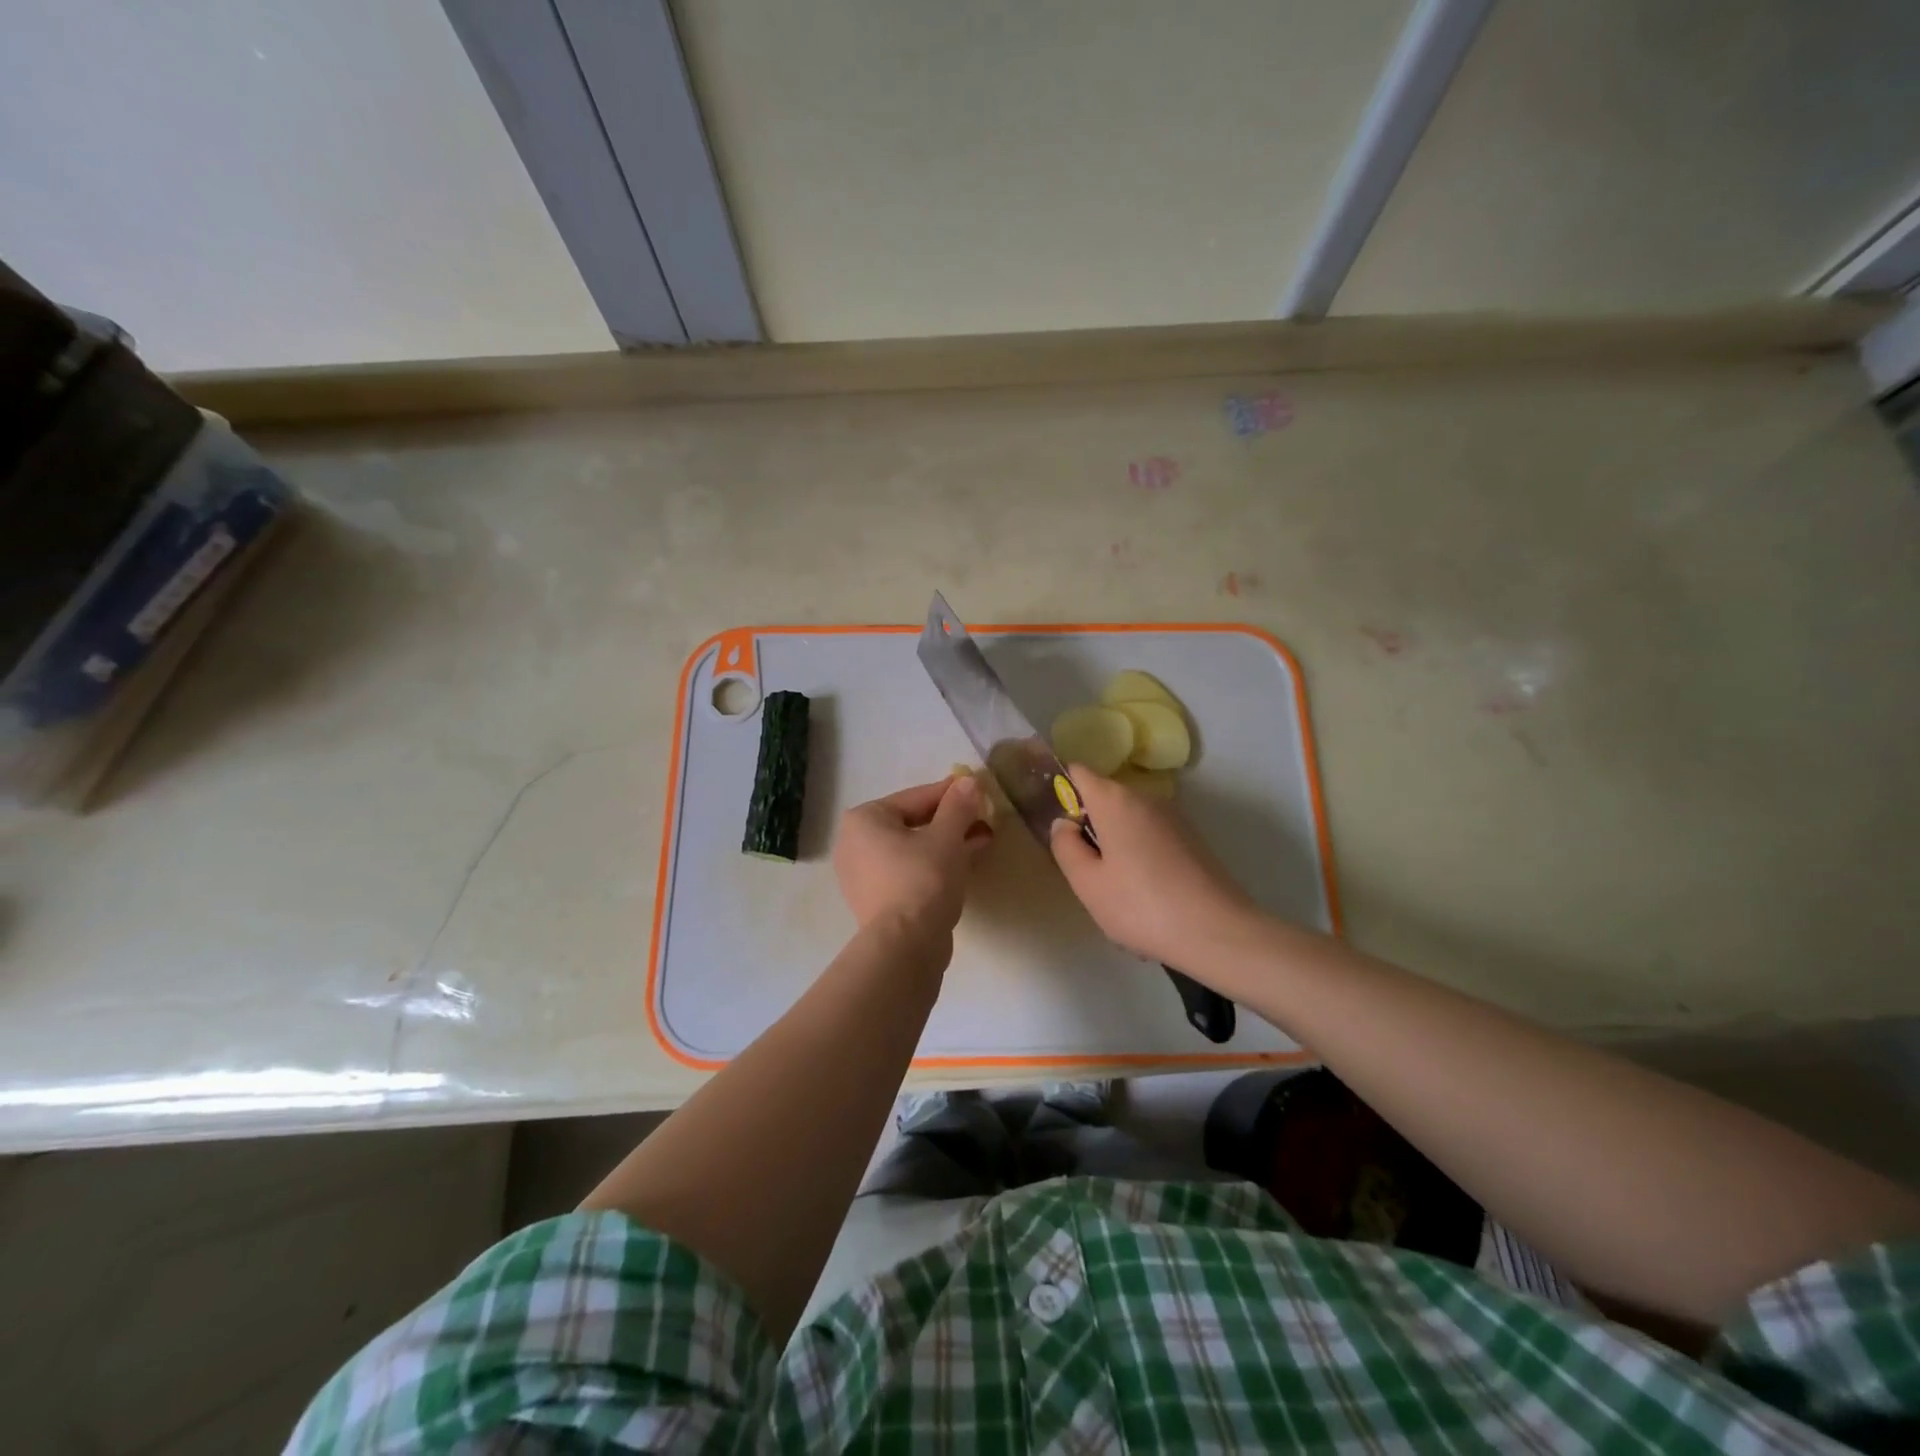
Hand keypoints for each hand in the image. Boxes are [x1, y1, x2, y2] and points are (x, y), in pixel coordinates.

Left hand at [833, 775, 991, 939]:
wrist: (906, 946)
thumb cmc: (922, 880)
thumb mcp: (946, 837)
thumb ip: (958, 806)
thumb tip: (968, 782)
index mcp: (864, 820)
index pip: (915, 797)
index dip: (951, 793)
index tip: (977, 789)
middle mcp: (855, 843)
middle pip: (913, 823)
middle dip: (951, 820)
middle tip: (983, 817)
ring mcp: (863, 875)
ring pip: (913, 849)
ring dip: (948, 843)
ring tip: (982, 838)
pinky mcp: (877, 900)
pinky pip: (910, 871)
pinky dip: (935, 865)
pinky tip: (966, 862)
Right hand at [1049, 766, 1256, 968]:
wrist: (1218, 932)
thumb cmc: (1141, 906)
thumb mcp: (1087, 883)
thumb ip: (1065, 846)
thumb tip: (1064, 823)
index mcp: (1115, 800)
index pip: (1078, 772)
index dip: (1060, 788)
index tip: (1052, 820)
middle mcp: (1145, 798)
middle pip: (1104, 800)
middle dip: (1089, 829)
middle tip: (1084, 874)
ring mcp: (1173, 818)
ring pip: (1128, 825)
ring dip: (1115, 850)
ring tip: (1117, 897)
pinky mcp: (1191, 840)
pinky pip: (1150, 841)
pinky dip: (1140, 862)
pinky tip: (1146, 902)